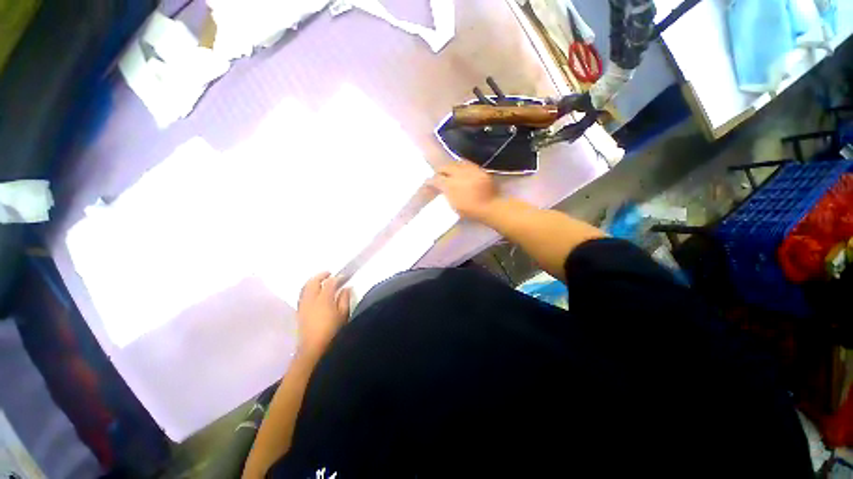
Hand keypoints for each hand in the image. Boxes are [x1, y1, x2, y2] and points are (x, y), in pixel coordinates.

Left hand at [296, 272, 350, 358]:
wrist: (314, 350)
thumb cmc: (333, 332)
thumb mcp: (343, 315)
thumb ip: (345, 299)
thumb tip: (346, 288)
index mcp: (324, 299)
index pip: (330, 282)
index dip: (337, 278)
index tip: (344, 277)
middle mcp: (311, 299)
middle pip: (313, 282)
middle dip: (321, 276)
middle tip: (329, 274)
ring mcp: (303, 306)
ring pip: (305, 288)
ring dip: (313, 282)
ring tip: (320, 281)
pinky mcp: (299, 313)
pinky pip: (302, 295)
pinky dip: (308, 290)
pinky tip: (314, 293)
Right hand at [430, 161, 498, 220]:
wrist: (490, 207)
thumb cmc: (470, 211)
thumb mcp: (454, 206)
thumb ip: (445, 195)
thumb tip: (440, 189)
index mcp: (450, 186)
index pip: (436, 180)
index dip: (430, 181)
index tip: (427, 183)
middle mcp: (458, 174)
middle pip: (445, 167)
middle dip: (439, 171)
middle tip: (437, 176)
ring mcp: (469, 170)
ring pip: (455, 163)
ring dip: (449, 167)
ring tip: (448, 171)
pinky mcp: (478, 169)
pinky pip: (466, 164)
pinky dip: (461, 166)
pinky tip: (460, 170)